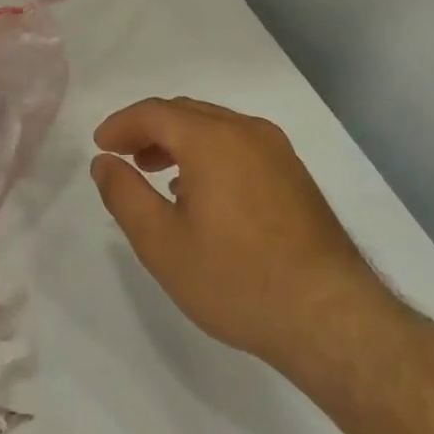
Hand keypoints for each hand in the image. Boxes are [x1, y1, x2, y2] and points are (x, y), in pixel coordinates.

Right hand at [91, 97, 398, 389]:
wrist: (332, 320)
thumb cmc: (236, 279)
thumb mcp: (161, 243)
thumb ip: (124, 194)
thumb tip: (104, 162)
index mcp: (212, 139)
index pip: (154, 112)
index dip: (121, 125)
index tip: (100, 146)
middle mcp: (248, 132)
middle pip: (186, 113)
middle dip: (149, 130)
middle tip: (123, 157)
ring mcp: (278, 153)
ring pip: (215, 128)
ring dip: (179, 142)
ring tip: (157, 174)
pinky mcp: (296, 177)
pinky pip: (240, 147)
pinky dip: (209, 155)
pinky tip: (202, 193)